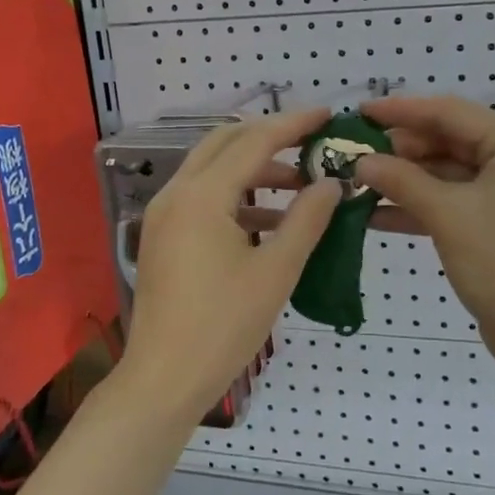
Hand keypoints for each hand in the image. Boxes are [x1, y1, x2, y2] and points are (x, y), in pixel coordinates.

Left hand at [119, 108, 341, 421]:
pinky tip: (269, 219)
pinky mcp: (162, 237)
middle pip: (225, 143)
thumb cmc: (224, 325)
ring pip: (212, 169)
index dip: (294, 125)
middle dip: (270, 137)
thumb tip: (332, 183)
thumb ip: (307, 219)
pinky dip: (236, 196)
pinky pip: (202, 197)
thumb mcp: (276, 271)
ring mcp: (164, 215)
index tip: (328, 115)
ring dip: (254, 168)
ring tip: (300, 185)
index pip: (254, 141)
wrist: (164, 379)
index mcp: (202, 195)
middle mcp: (176, 193)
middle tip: (312, 143)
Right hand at [352, 96, 494, 374]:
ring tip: (356, 181)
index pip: (450, 112)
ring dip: (404, 179)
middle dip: (399, 149)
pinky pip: (451, 202)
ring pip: (445, 174)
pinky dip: (417, 207)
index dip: (401, 111)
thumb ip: (401, 180)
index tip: (358, 112)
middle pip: (448, 141)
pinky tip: (373, 214)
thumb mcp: (447, 215)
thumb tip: (360, 161)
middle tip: (352, 153)